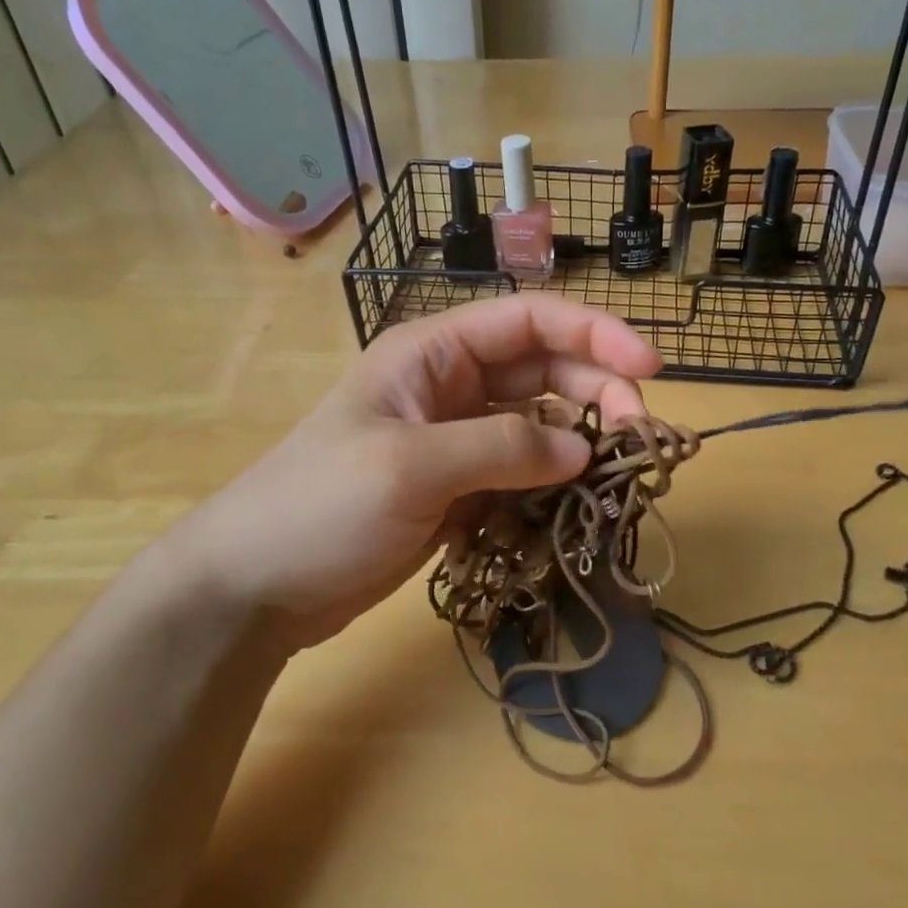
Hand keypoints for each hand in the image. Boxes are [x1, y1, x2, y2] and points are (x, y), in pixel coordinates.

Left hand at [158, 295, 661, 654]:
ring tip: (615, 477)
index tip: (651, 368)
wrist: (256, 587)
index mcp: (434, 353)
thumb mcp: (411, 467)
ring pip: (539, 426)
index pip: (529, 321)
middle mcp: (450, 386)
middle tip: (639, 437)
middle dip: (597, 393)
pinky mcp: (457, 490)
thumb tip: (583, 453)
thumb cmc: (319, 507)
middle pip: (544, 371)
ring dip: (580, 444)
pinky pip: (521, 475)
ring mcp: (455, 441)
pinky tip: (572, 509)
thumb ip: (503, 450)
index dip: (595, 335)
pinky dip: (552, 486)